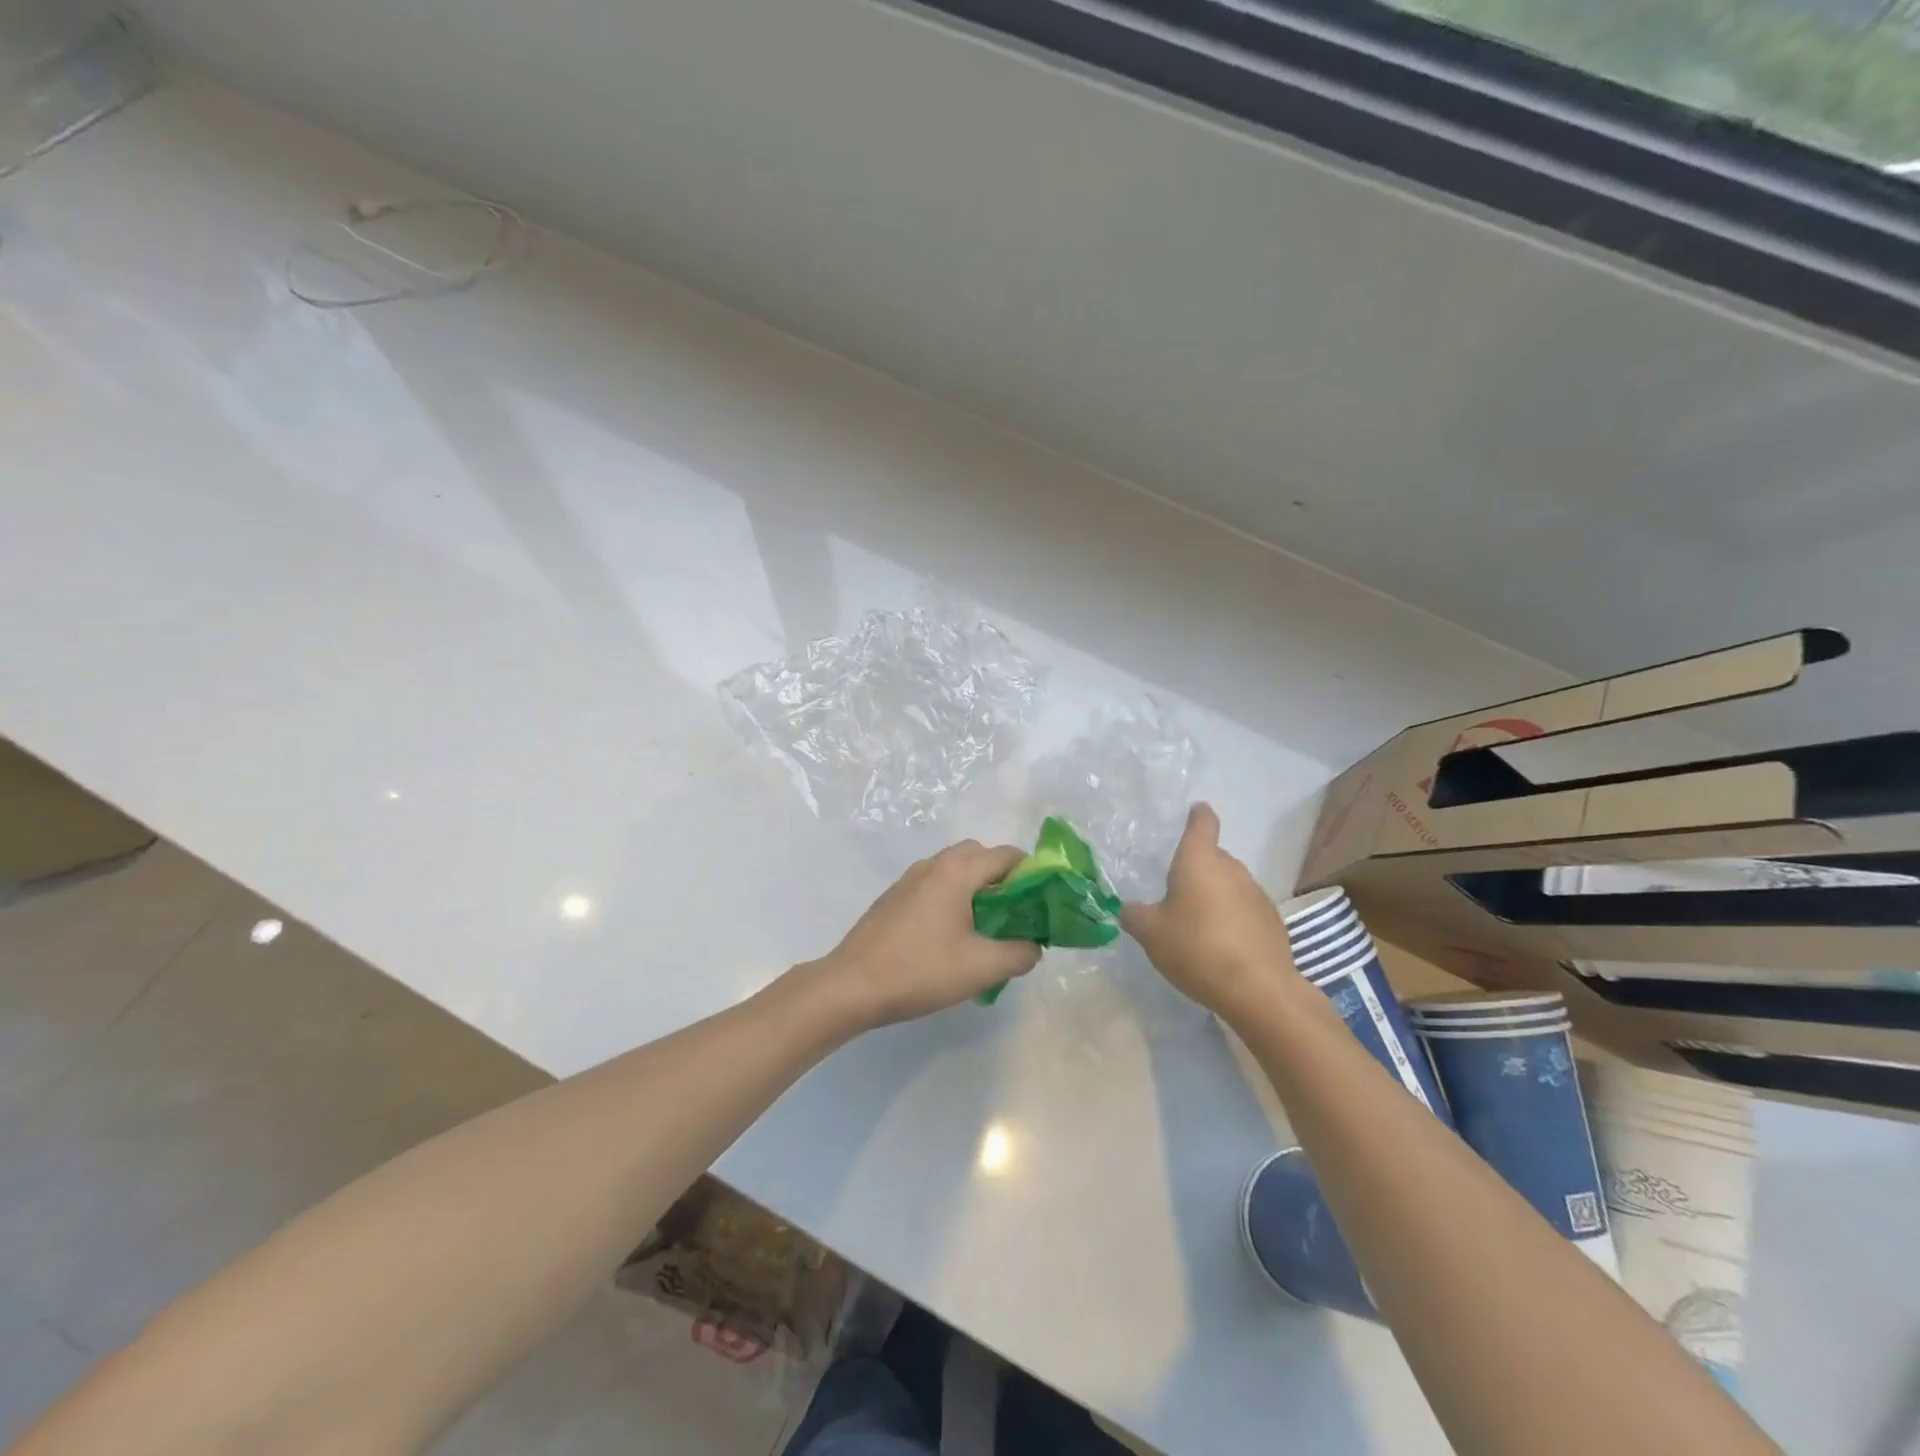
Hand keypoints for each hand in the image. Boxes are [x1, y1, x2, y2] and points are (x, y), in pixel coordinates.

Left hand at [812, 841, 1043, 1029]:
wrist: (852, 985)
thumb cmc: (920, 970)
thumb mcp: (982, 968)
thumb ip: (1020, 953)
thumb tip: (1034, 945)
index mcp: (957, 871)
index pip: (1007, 855)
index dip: (1032, 874)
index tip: (1044, 903)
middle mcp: (933, 865)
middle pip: (979, 855)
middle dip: (1003, 878)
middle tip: (1016, 914)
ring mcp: (909, 879)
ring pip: (954, 870)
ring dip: (976, 888)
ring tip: (986, 928)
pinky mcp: (894, 898)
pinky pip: (935, 885)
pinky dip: (953, 897)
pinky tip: (952, 936)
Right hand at [1122, 804, 1297, 1020]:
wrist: (1258, 989)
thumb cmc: (1196, 948)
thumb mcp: (1150, 933)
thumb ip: (1134, 915)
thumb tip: (1129, 909)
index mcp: (1199, 861)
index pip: (1202, 823)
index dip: (1197, 816)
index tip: (1194, 811)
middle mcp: (1231, 868)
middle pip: (1213, 857)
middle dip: (1197, 868)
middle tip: (1176, 891)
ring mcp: (1256, 893)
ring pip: (1229, 883)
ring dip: (1215, 895)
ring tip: (1197, 923)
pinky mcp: (1272, 920)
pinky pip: (1245, 908)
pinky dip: (1232, 917)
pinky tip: (1222, 944)